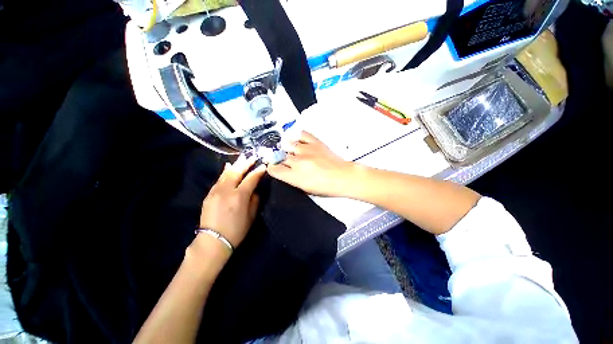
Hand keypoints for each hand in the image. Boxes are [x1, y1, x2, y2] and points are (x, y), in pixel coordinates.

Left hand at [199, 156, 265, 247]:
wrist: (213, 241)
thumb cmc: (236, 230)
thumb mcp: (251, 216)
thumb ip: (254, 200)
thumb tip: (254, 190)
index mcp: (239, 196)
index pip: (251, 179)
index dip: (258, 172)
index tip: (263, 166)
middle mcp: (227, 190)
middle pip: (237, 172)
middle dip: (246, 163)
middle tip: (252, 157)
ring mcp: (216, 191)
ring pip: (226, 173)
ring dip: (236, 165)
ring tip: (242, 158)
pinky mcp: (209, 194)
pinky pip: (219, 179)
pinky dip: (225, 172)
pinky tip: (228, 167)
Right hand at [267, 131, 354, 196]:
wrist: (343, 176)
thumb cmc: (326, 187)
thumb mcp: (305, 189)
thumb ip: (292, 179)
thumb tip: (285, 172)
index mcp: (294, 176)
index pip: (274, 169)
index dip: (272, 168)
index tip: (275, 168)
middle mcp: (297, 161)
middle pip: (280, 157)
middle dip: (281, 160)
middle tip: (287, 162)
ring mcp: (306, 150)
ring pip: (288, 144)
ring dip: (288, 149)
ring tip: (293, 152)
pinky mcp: (315, 142)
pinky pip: (301, 135)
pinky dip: (298, 137)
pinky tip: (299, 141)